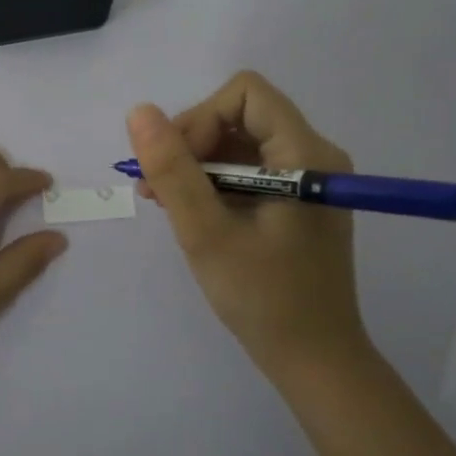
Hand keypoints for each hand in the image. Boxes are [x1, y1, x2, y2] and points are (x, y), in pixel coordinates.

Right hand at [128, 71, 368, 386]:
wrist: (316, 361)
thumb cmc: (264, 299)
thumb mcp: (206, 233)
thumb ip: (172, 170)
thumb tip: (139, 112)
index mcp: (305, 154)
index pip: (245, 94)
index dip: (202, 118)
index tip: (179, 167)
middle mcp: (314, 154)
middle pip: (241, 115)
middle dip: (192, 144)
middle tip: (157, 191)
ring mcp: (308, 178)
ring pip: (240, 142)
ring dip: (198, 165)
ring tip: (166, 204)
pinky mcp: (299, 199)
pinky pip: (250, 169)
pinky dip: (215, 183)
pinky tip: (192, 214)